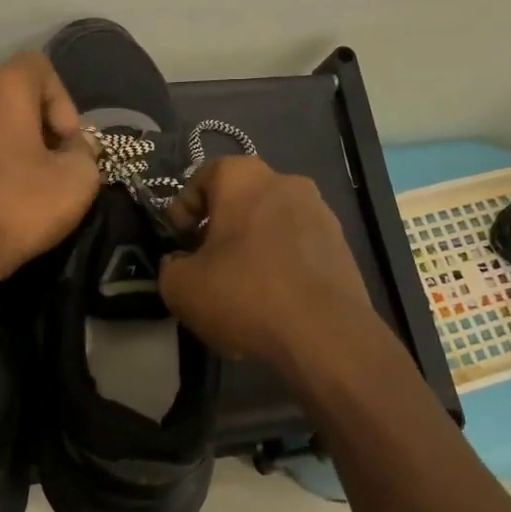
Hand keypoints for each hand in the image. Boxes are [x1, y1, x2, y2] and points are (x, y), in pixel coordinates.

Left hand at [0, 51, 99, 283]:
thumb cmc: (18, 208)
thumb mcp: (77, 181)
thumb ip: (85, 151)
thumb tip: (74, 147)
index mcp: (1, 88)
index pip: (39, 67)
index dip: (62, 101)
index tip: (66, 143)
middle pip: (10, 93)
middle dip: (36, 122)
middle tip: (50, 164)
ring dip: (5, 139)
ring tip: (18, 180)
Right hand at [159, 156, 378, 370]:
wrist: (325, 334)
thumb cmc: (245, 294)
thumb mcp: (181, 287)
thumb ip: (170, 266)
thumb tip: (181, 263)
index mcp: (244, 177)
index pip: (203, 177)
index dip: (184, 210)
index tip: (178, 243)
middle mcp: (285, 182)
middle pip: (240, 198)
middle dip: (219, 227)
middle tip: (205, 263)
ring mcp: (319, 212)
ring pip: (271, 222)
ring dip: (252, 245)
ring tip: (241, 286)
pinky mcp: (340, 244)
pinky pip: (297, 245)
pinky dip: (281, 262)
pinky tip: (273, 298)